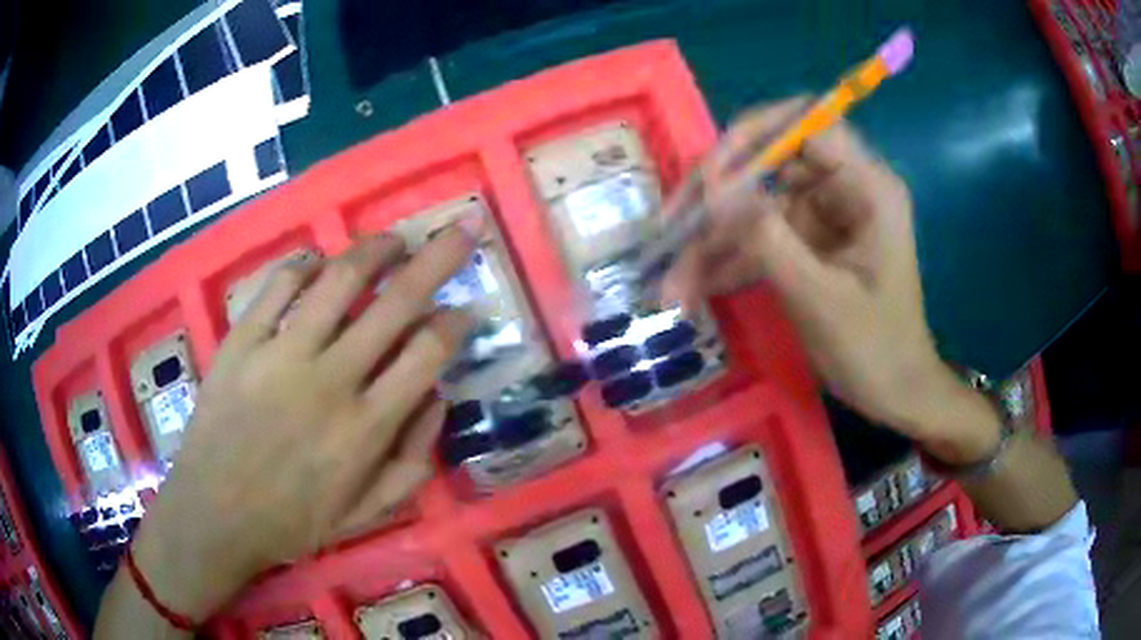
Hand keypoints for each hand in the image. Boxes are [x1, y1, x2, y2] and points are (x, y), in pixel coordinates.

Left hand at [129, 226, 476, 621]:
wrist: (214, 515)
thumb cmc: (292, 521)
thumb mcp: (366, 514)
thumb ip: (413, 462)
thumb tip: (438, 398)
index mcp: (366, 428)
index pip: (427, 354)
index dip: (455, 323)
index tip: (464, 309)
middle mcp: (330, 380)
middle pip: (397, 301)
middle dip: (439, 256)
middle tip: (462, 226)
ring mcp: (281, 354)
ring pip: (339, 279)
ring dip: (375, 249)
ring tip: (393, 240)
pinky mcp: (241, 342)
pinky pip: (277, 285)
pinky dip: (304, 264)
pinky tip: (318, 262)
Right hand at [664, 99, 996, 457]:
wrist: (895, 393)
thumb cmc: (875, 350)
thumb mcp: (821, 298)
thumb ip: (768, 239)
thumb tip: (714, 192)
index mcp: (868, 187)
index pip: (808, 124)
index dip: (756, 136)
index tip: (712, 177)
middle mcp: (845, 188)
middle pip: (772, 160)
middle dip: (720, 193)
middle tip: (673, 224)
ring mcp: (824, 216)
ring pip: (758, 204)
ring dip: (714, 239)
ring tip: (672, 279)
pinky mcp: (809, 243)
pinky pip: (761, 237)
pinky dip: (729, 260)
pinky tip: (693, 287)